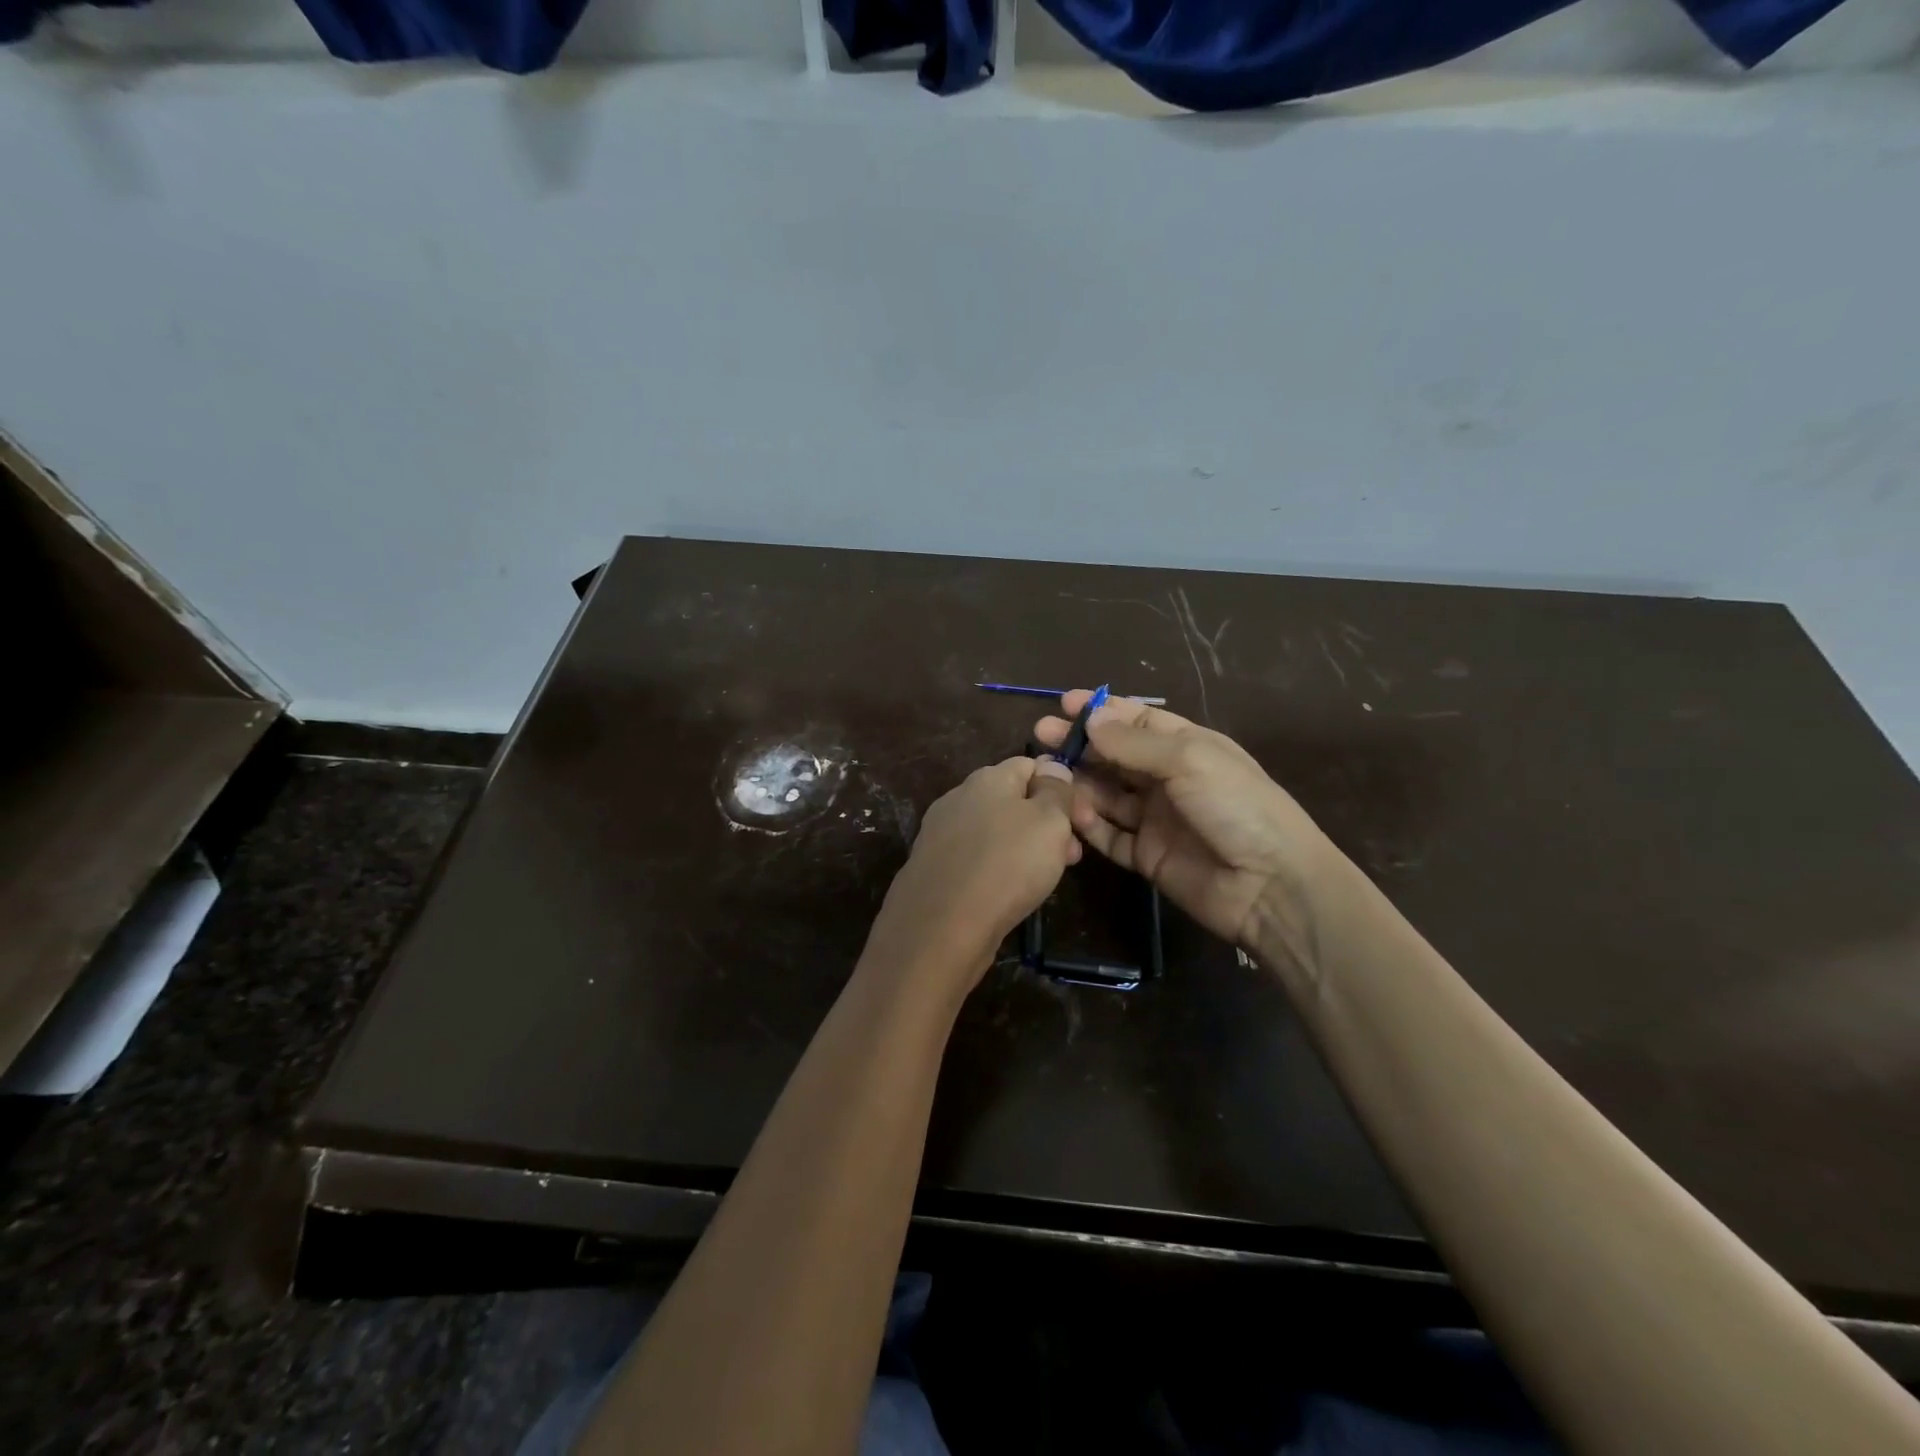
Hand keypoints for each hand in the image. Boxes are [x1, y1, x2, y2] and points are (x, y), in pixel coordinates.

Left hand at [861, 756, 1080, 999]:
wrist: (941, 926)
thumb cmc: (1006, 865)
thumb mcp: (1049, 821)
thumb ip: (1056, 790)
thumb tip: (1052, 766)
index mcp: (987, 777)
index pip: (1031, 765)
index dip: (1061, 786)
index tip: (1082, 819)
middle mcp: (960, 797)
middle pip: (1013, 800)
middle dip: (1047, 823)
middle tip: (1071, 856)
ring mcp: (942, 833)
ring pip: (996, 831)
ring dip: (1025, 848)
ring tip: (1045, 879)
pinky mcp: (934, 867)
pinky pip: (976, 858)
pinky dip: (997, 869)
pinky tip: (1009, 893)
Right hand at [1035, 692, 1333, 948]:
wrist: (1271, 885)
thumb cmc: (1236, 806)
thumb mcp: (1189, 760)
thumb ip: (1135, 742)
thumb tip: (1091, 719)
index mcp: (1187, 746)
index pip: (1137, 720)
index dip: (1102, 712)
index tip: (1064, 704)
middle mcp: (1168, 779)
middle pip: (1115, 755)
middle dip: (1080, 744)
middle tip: (1041, 736)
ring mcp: (1156, 818)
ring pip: (1106, 794)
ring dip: (1079, 783)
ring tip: (1048, 775)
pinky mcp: (1146, 855)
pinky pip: (1109, 835)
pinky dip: (1089, 824)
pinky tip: (1071, 812)